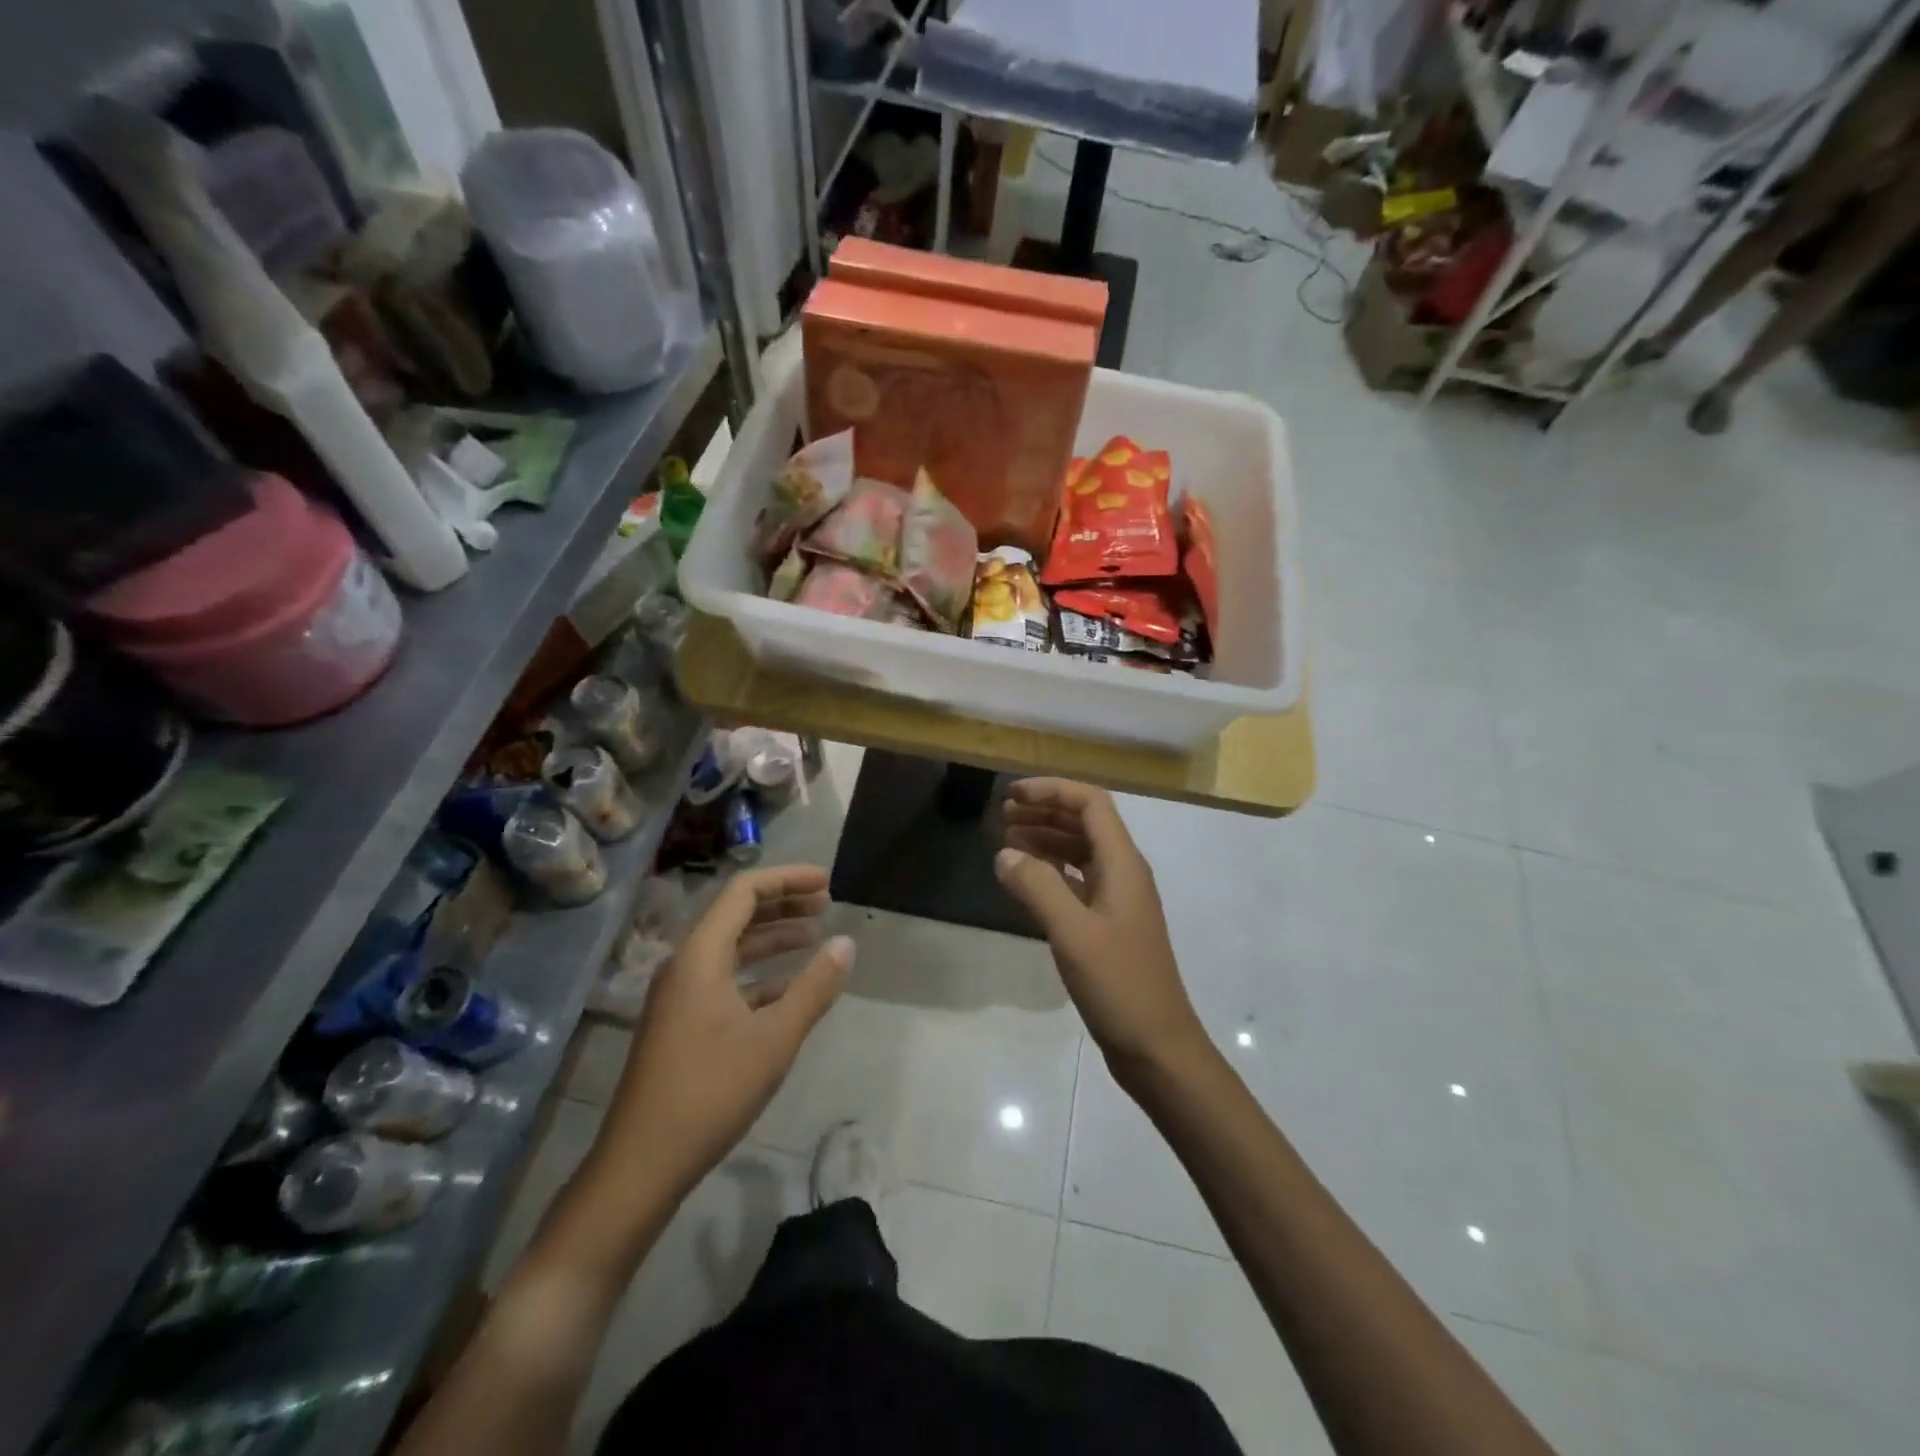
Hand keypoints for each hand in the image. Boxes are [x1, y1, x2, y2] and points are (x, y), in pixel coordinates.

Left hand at [597, 864, 852, 1199]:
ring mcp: (680, 996)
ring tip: (814, 936)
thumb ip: (814, 987)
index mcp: (700, 956)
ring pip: (732, 948)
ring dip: (772, 937)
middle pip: (736, 914)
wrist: (641, 1164)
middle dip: (783, 903)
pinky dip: (760, 973)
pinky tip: (790, 988)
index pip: (744, 891)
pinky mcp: (682, 1023)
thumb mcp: (774, 1038)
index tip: (827, 882)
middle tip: (826, 903)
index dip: (787, 879)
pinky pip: (726, 979)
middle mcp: (686, 965)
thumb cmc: (710, 1092)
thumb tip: (846, 943)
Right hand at [994, 779, 1208, 1086]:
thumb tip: (1004, 853)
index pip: (1091, 803)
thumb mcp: (1073, 933)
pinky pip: (1077, 881)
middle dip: (1044, 811)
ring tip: (1006, 842)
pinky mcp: (1107, 925)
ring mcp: (1117, 900)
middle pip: (1084, 823)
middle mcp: (1123, 873)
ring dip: (1045, 840)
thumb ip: (1037, 887)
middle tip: (1001, 816)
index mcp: (1123, 864)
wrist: (1157, 1047)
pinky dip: (1050, 871)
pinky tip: (1025, 880)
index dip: (1051, 791)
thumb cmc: (1119, 985)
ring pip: (1079, 852)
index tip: (1011, 796)